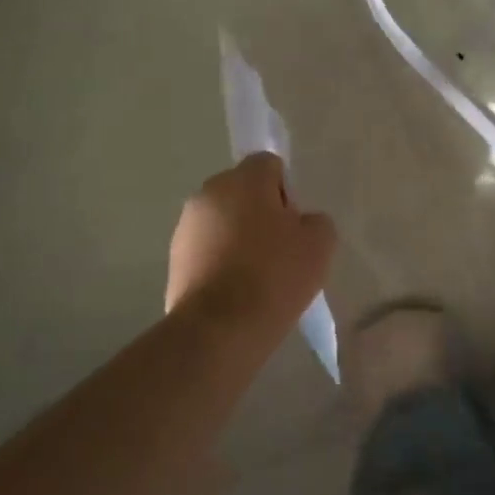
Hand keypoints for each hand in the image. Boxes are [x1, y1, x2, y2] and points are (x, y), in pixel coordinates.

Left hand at [166, 154, 335, 336]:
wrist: (220, 330)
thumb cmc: (275, 275)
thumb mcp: (320, 244)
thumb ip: (315, 221)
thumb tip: (299, 223)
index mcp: (243, 179)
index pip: (269, 165)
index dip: (287, 192)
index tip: (295, 225)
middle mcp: (208, 193)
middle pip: (244, 193)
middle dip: (262, 214)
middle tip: (282, 251)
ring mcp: (186, 227)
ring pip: (224, 222)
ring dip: (240, 238)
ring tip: (259, 278)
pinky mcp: (174, 260)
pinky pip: (208, 250)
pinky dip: (222, 262)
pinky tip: (238, 293)